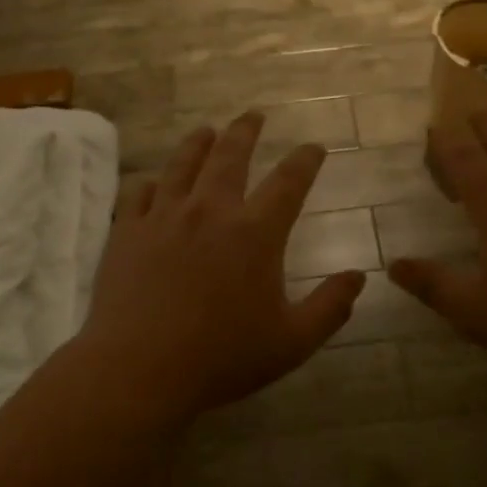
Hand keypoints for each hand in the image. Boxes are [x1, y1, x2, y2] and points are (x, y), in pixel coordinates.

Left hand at [72, 112, 365, 430]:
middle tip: (253, 116)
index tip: (314, 148)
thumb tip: (358, 277)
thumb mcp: (292, 342)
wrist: (139, 370)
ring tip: (206, 131)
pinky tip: (155, 183)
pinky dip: (153, 183)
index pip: (289, 181)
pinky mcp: (127, 231)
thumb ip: (330, 307)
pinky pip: (140, 193)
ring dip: (199, 143)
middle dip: (246, 131)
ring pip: (183, 164)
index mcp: (255, 233)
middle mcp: (210, 211)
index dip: (305, 160)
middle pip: (230, 156)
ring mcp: (164, 217)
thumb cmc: (222, 358)